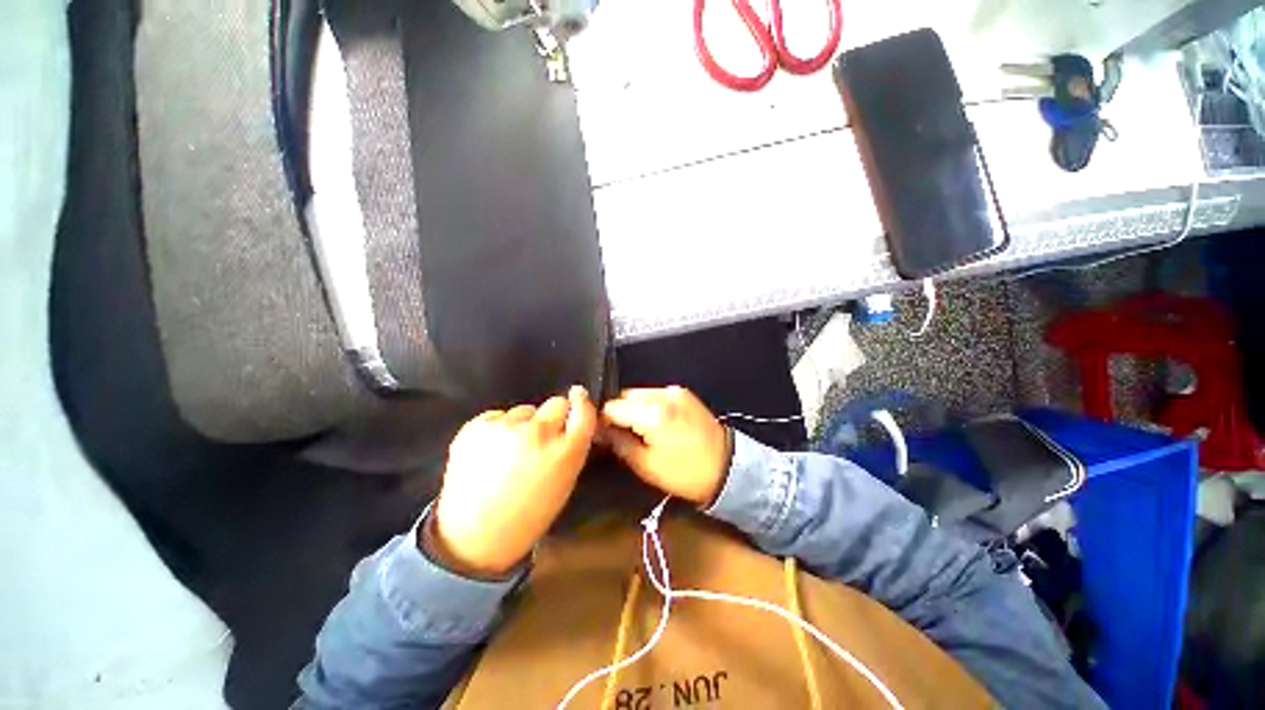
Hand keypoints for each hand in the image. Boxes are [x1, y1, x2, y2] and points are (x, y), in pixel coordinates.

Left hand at [428, 386, 596, 576]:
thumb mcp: (565, 482)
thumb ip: (572, 447)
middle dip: (553, 416)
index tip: (578, 396)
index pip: (583, 411)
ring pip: (525, 410)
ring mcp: (505, 427)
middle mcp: (538, 433)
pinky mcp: (476, 426)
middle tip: (541, 436)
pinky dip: (498, 428)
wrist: (474, 538)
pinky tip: (490, 451)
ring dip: (523, 424)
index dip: (581, 402)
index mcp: (565, 452)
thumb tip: (572, 419)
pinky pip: (497, 416)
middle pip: (556, 403)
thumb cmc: (528, 515)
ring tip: (509, 451)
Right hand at [601, 386, 732, 505]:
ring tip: (636, 428)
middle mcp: (662, 394)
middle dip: (618, 412)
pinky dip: (647, 405)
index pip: (612, 407)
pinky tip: (653, 422)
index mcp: (652, 413)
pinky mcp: (683, 392)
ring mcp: (674, 391)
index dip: (602, 420)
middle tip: (618, 433)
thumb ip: (618, 443)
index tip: (600, 433)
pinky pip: (654, 394)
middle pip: (625, 395)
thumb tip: (599, 431)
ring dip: (632, 407)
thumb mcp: (646, 465)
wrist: (727, 467)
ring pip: (639, 393)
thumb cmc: (685, 473)